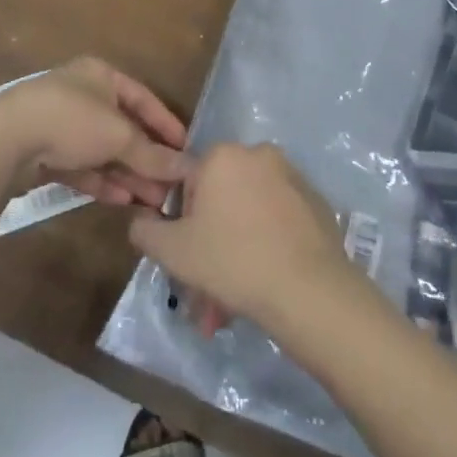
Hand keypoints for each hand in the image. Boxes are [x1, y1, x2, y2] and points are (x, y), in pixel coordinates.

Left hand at [0, 58, 189, 209]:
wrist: (4, 141)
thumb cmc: (72, 121)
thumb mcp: (119, 136)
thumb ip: (153, 154)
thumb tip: (187, 168)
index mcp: (101, 76)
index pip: (144, 98)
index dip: (166, 124)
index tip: (186, 150)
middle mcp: (82, 95)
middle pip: (123, 128)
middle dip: (147, 158)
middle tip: (170, 186)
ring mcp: (60, 124)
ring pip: (102, 151)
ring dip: (128, 174)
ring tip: (153, 201)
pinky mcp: (43, 153)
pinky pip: (81, 166)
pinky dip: (102, 181)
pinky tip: (123, 200)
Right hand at [128, 143, 358, 338]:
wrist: (306, 288)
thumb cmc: (231, 260)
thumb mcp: (172, 250)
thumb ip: (145, 229)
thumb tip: (141, 219)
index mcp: (223, 155)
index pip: (189, 184)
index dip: (183, 223)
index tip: (187, 257)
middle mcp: (259, 154)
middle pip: (222, 201)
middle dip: (210, 245)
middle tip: (207, 292)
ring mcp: (292, 176)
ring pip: (250, 215)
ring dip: (236, 251)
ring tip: (233, 303)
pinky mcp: (316, 201)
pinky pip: (279, 221)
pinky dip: (267, 245)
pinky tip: (265, 284)